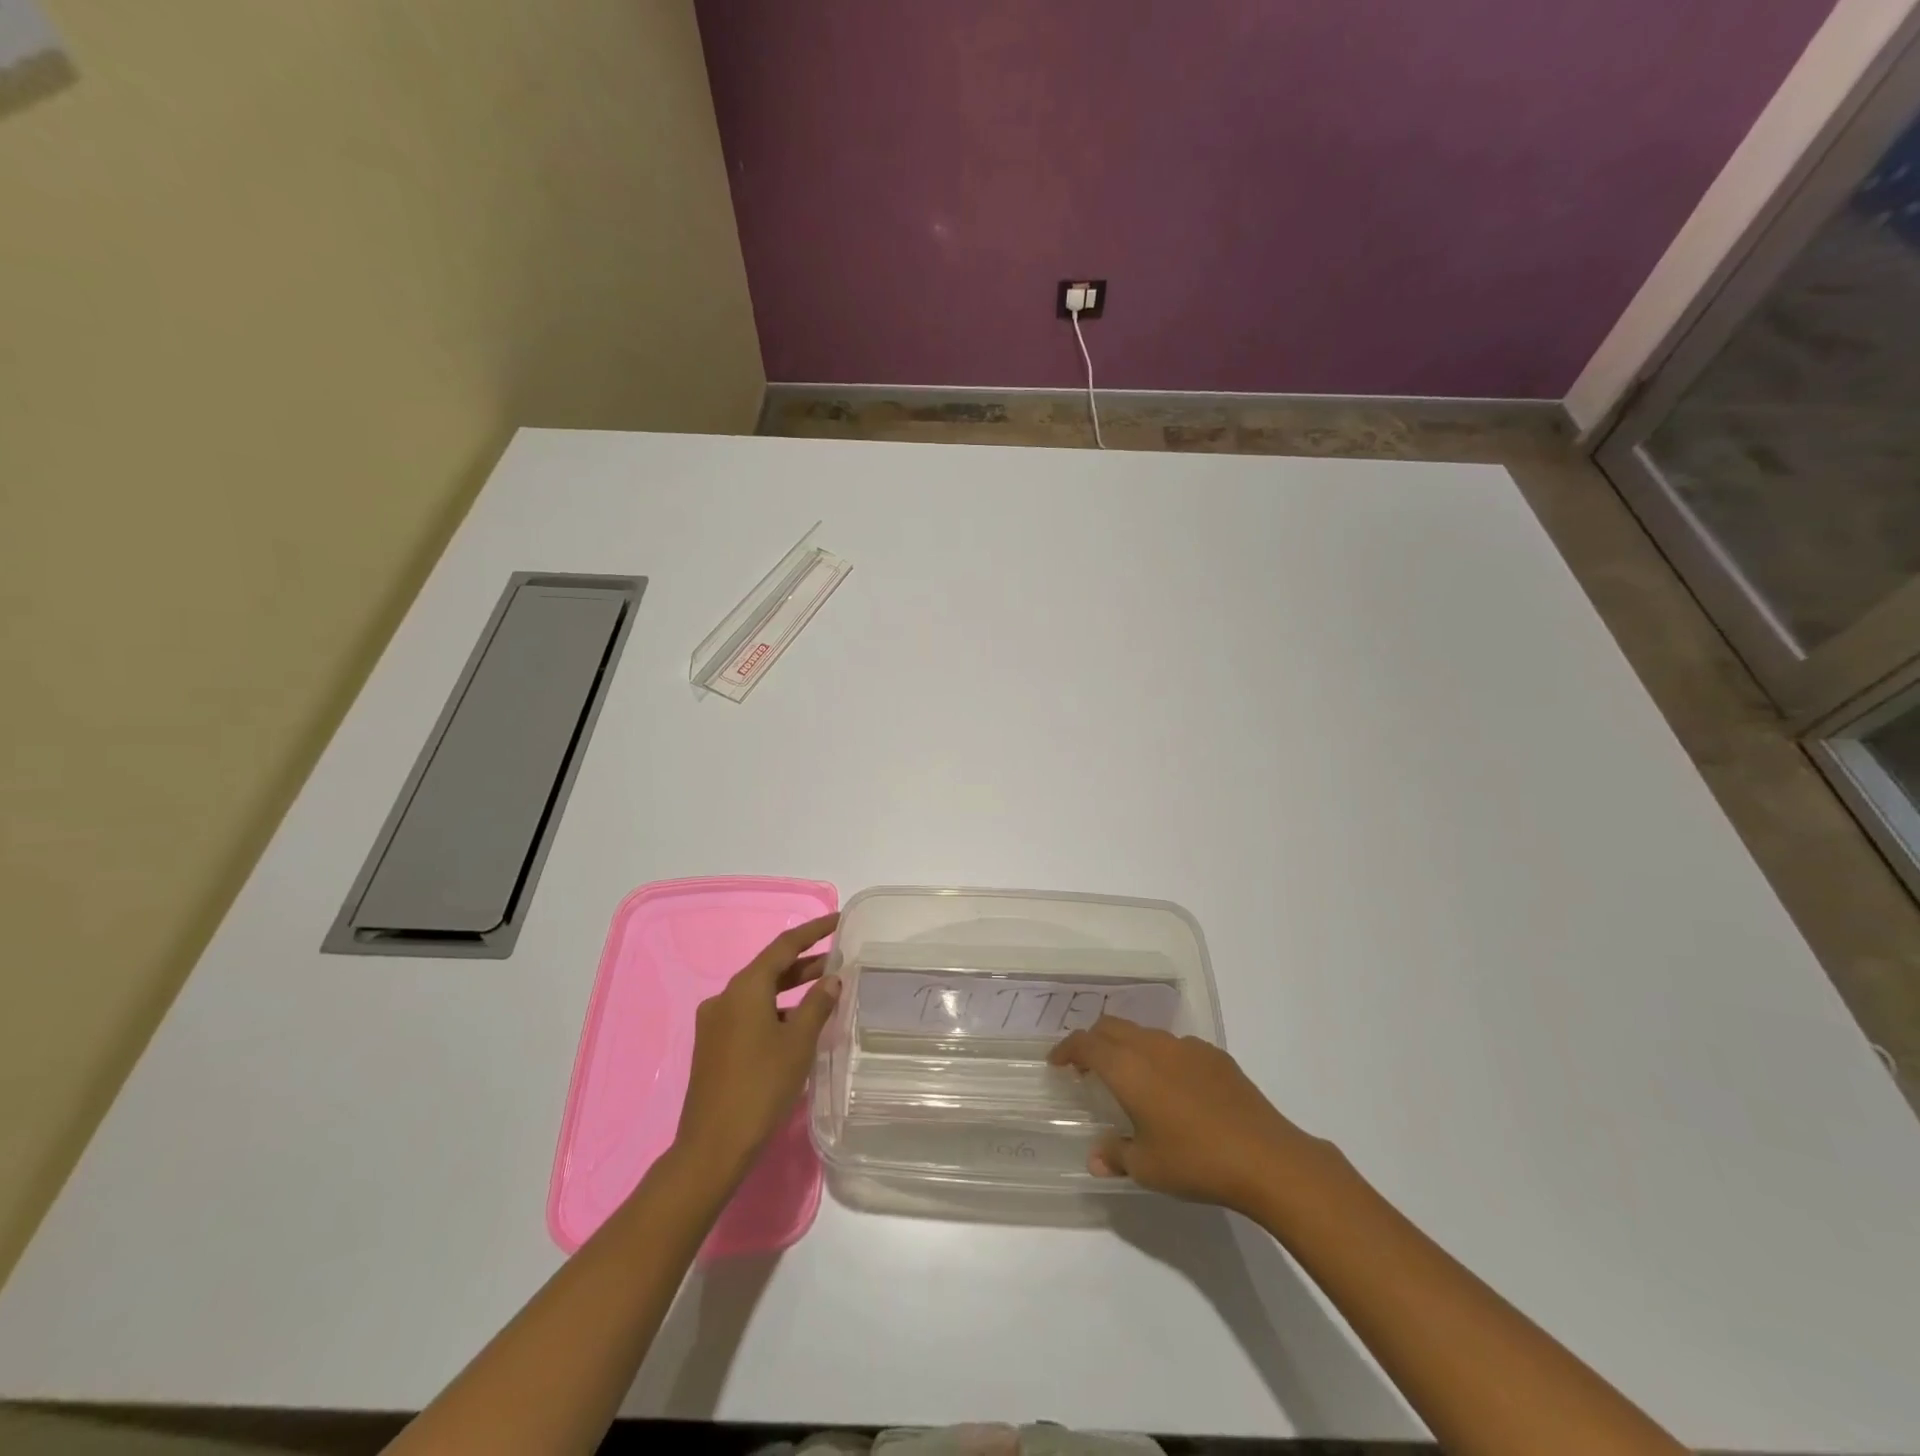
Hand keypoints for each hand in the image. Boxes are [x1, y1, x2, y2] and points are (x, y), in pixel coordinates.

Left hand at [674, 913, 840, 1183]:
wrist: (712, 1147)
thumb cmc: (761, 1087)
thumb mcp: (798, 1044)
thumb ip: (817, 1005)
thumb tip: (831, 980)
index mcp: (745, 988)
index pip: (784, 946)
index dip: (813, 931)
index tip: (838, 921)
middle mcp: (725, 997)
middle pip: (770, 969)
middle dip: (805, 963)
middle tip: (839, 958)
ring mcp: (715, 1022)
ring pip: (760, 993)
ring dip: (792, 989)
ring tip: (825, 992)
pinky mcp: (714, 1046)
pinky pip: (750, 1014)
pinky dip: (776, 1011)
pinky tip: (798, 1026)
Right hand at [1049, 1016, 1322, 1214]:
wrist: (1266, 1157)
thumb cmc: (1195, 1161)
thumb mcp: (1147, 1168)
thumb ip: (1116, 1155)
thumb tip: (1097, 1157)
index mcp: (1128, 1068)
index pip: (1085, 1043)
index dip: (1066, 1049)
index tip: (1057, 1064)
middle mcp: (1153, 1046)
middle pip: (1112, 1027)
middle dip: (1093, 1041)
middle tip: (1087, 1068)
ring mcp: (1187, 1046)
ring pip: (1144, 1033)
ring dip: (1127, 1047)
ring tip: (1130, 1078)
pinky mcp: (1215, 1055)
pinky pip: (1175, 1046)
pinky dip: (1160, 1057)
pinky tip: (1173, 1089)